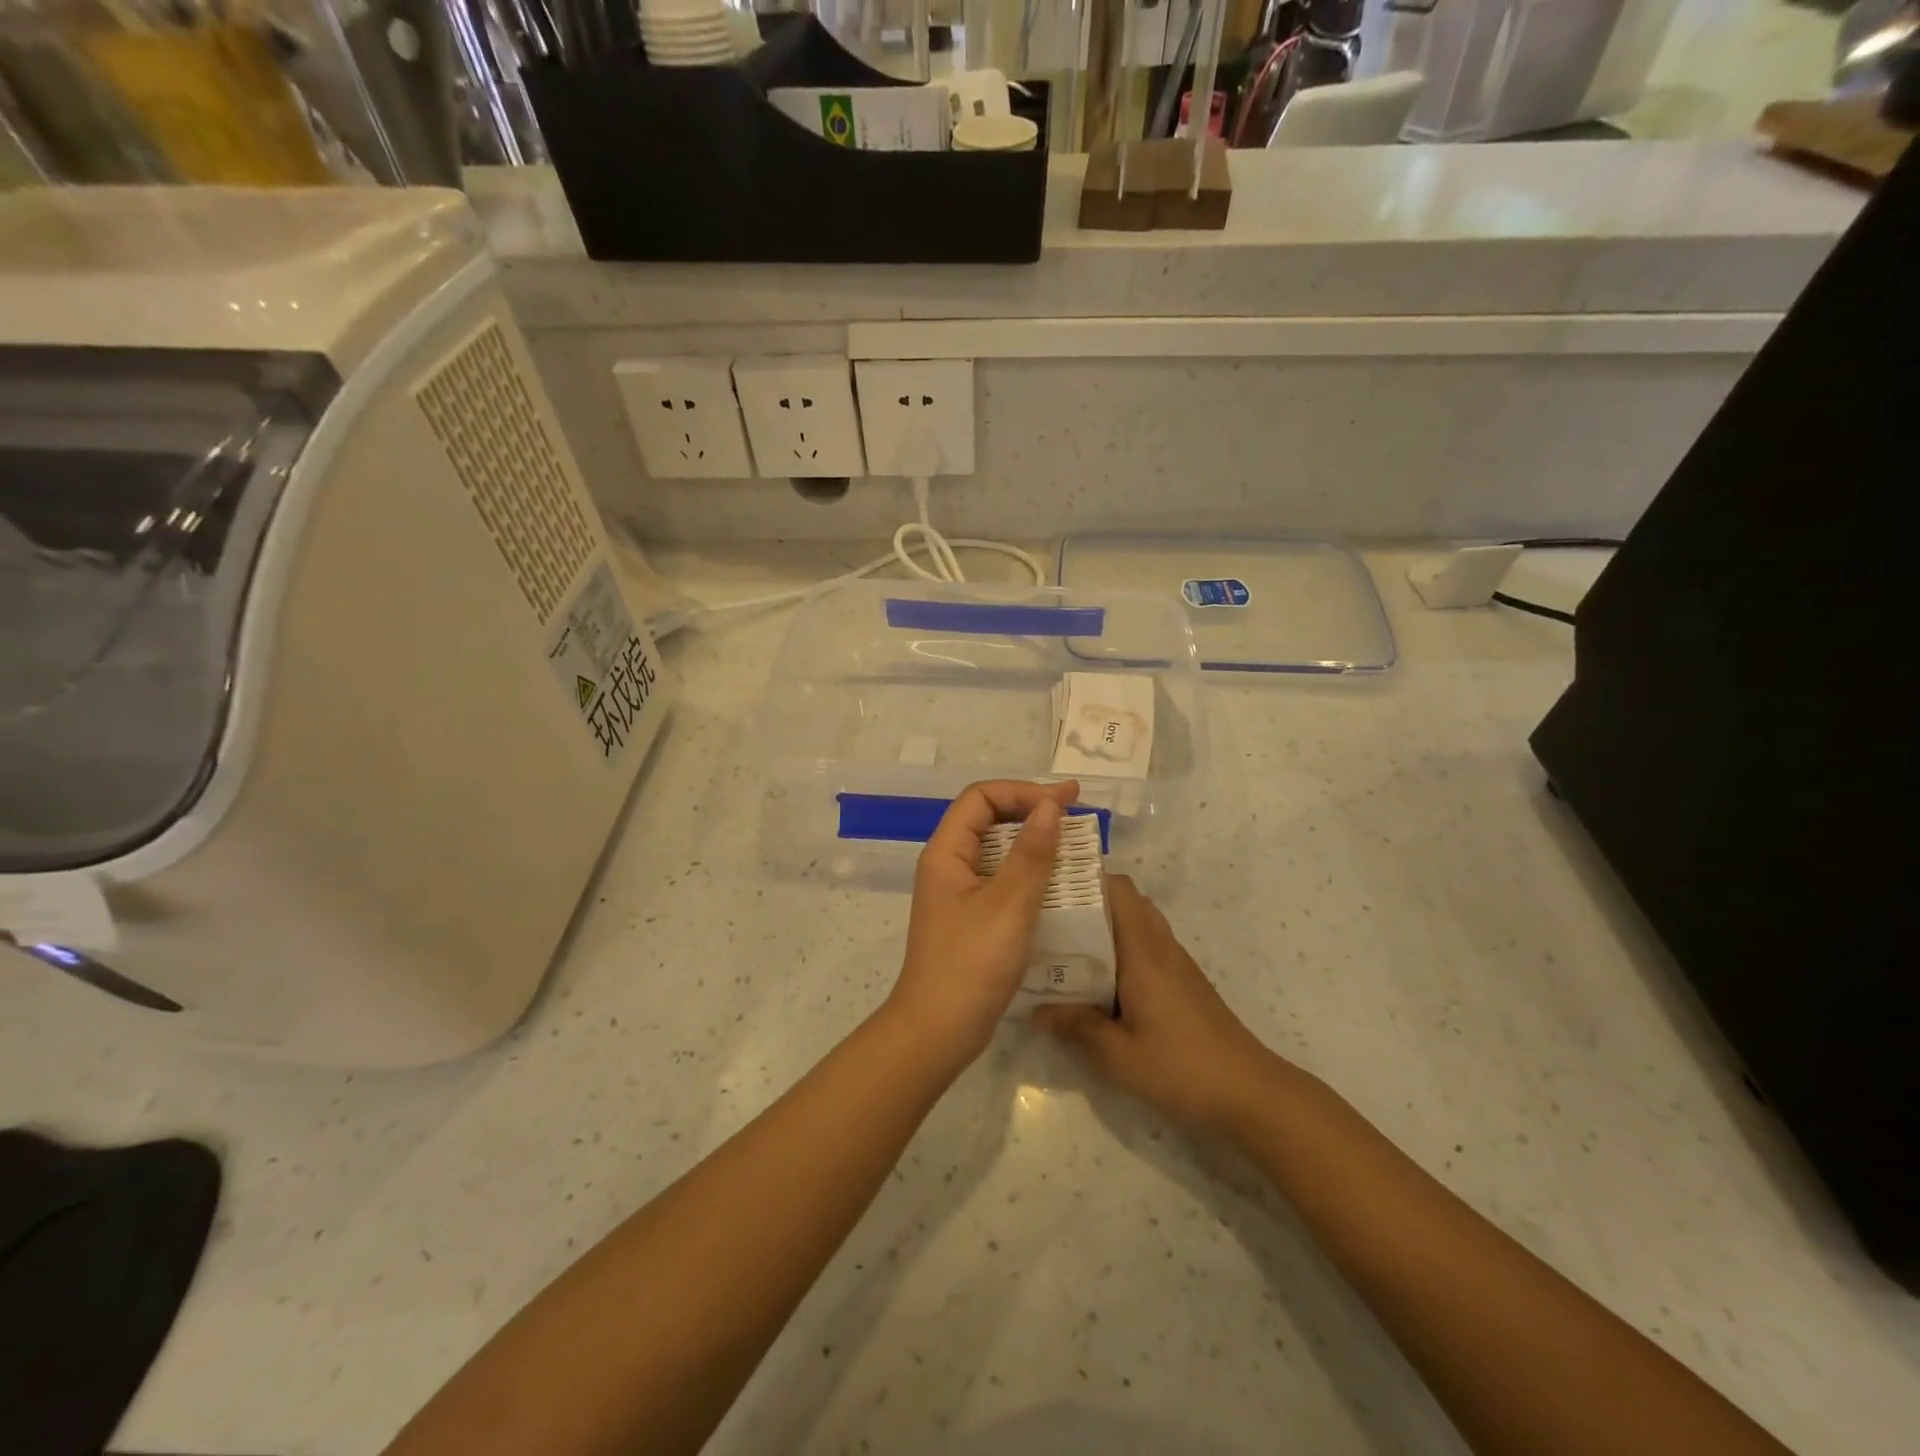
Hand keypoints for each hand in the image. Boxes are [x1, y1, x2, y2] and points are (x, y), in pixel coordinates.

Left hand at [885, 779, 1080, 1072]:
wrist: (939, 1031)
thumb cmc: (971, 964)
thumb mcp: (1008, 905)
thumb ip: (1031, 854)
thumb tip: (1050, 806)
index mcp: (946, 852)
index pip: (981, 798)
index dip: (1023, 791)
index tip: (1066, 800)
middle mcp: (948, 865)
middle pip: (988, 819)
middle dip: (1031, 811)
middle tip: (1075, 817)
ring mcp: (958, 893)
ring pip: (997, 850)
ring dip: (1033, 843)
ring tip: (1073, 846)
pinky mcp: (971, 917)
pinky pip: (1001, 879)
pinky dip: (1029, 873)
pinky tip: (1057, 885)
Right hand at [1036, 875, 1284, 1131]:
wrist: (1250, 1093)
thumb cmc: (1181, 1067)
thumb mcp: (1118, 1055)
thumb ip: (1075, 1027)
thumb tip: (1036, 1011)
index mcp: (1143, 950)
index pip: (1117, 888)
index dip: (1084, 879)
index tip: (1049, 887)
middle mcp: (1160, 945)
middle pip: (1126, 900)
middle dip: (1088, 901)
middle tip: (1049, 919)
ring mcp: (1175, 962)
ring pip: (1136, 922)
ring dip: (1104, 925)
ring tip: (1067, 947)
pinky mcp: (1183, 981)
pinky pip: (1146, 946)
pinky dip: (1120, 948)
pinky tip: (1098, 980)